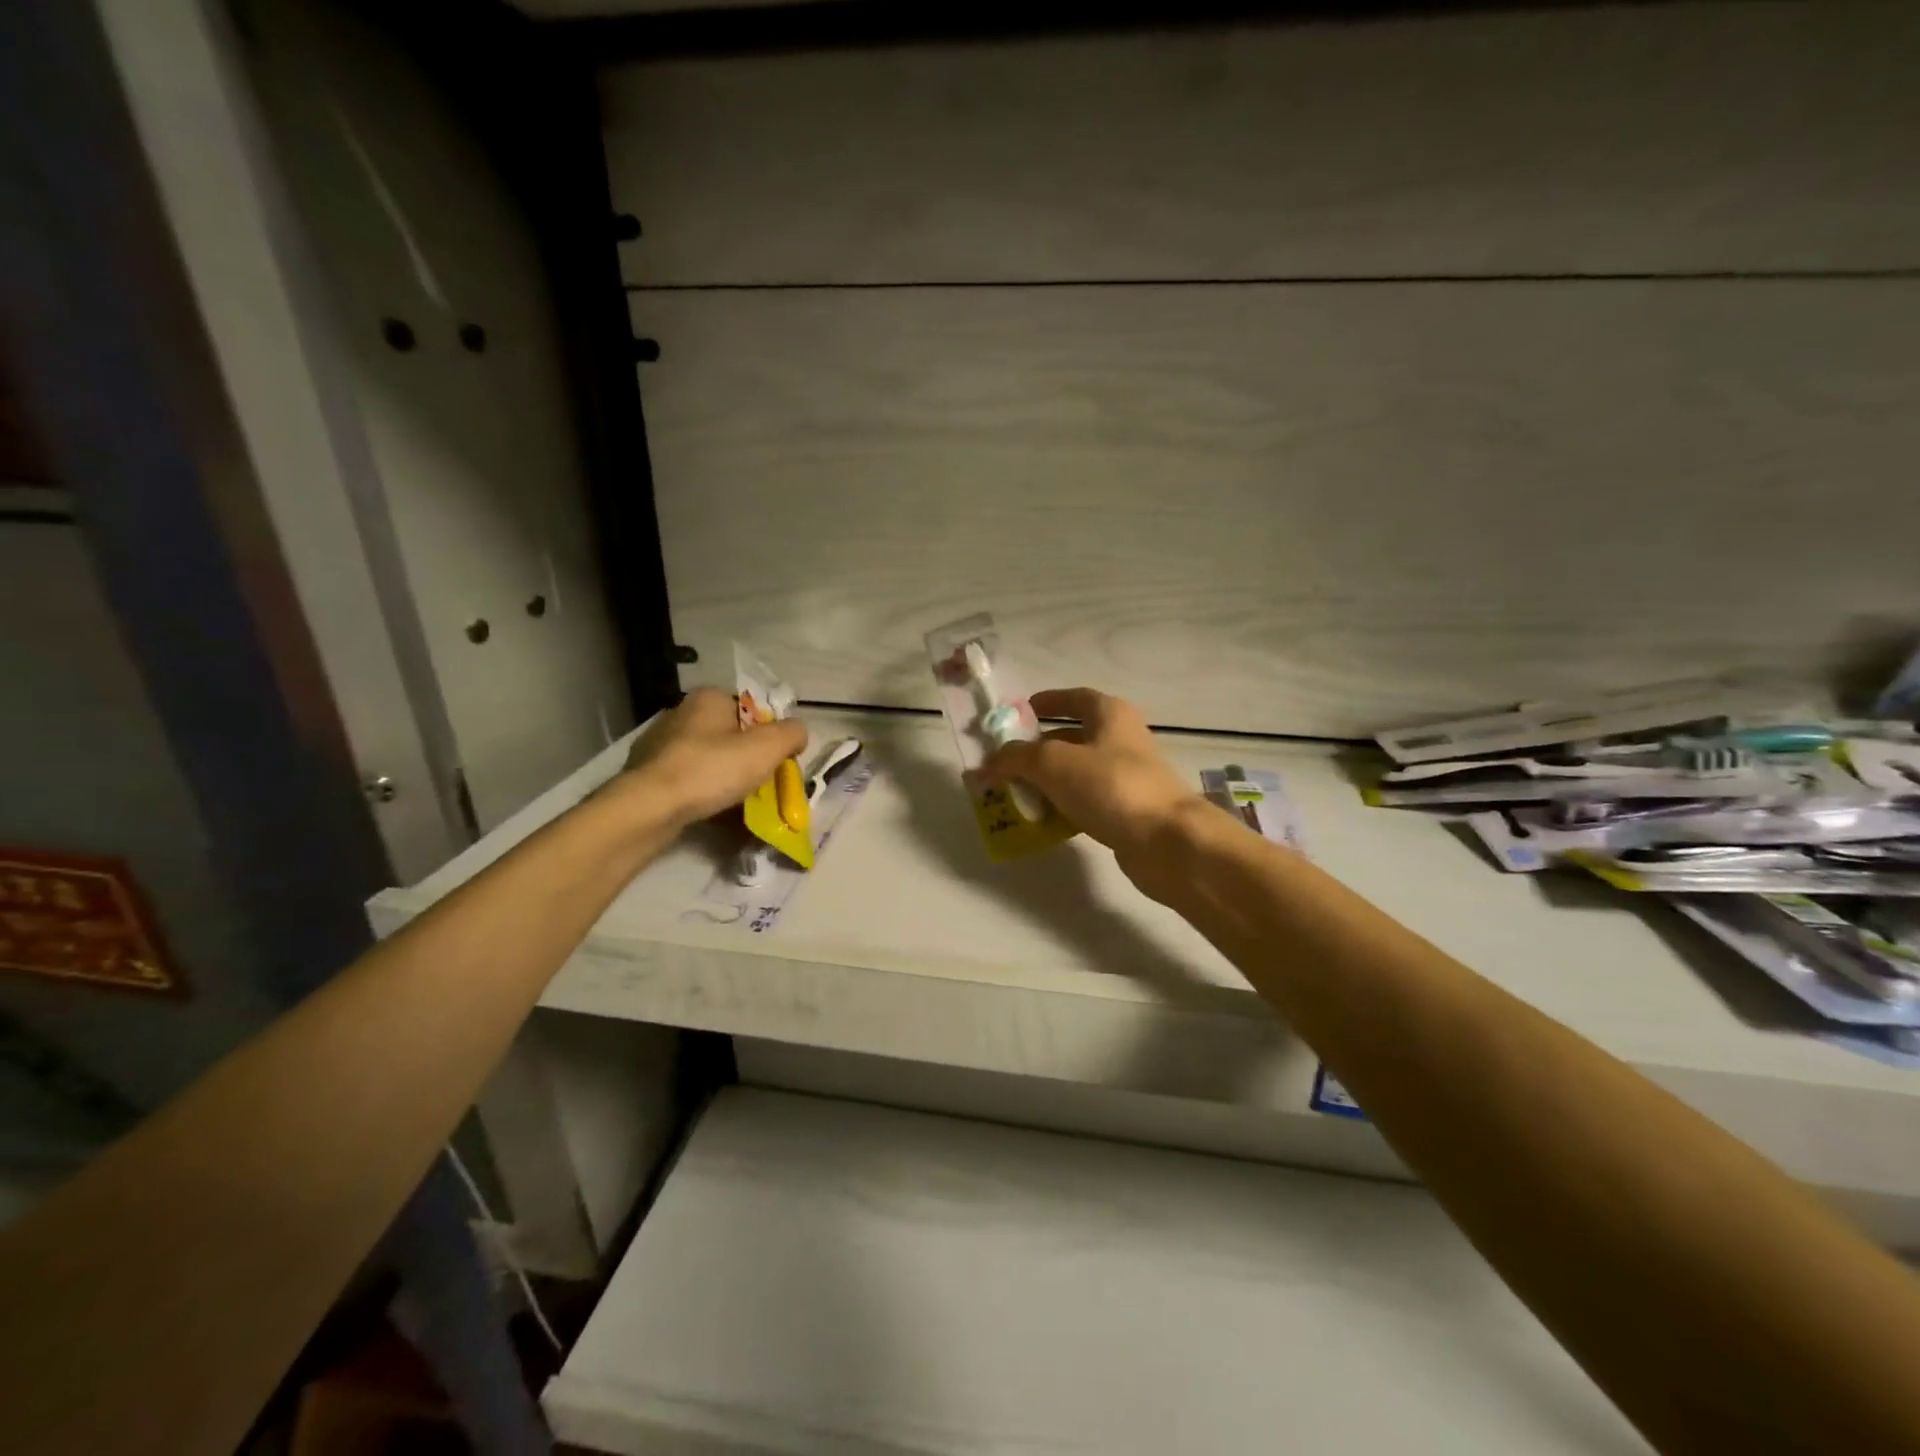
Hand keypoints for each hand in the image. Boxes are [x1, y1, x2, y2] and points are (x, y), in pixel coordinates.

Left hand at [618, 688, 807, 830]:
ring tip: (738, 803)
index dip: (769, 737)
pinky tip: (711, 811)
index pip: (752, 711)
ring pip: (708, 760)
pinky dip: (702, 793)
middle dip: (747, 760)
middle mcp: (681, 713)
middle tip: (761, 786)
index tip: (776, 763)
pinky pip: (687, 780)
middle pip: (730, 736)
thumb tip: (797, 733)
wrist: (650, 807)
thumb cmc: (712, 769)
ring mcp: (659, 744)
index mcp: (709, 698)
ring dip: (725, 778)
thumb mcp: (768, 747)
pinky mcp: (646, 773)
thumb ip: (792, 733)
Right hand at [983, 688, 1208, 893]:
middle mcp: (1121, 740)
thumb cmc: (1110, 786)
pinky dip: (1062, 808)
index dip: (1046, 702)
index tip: (1018, 713)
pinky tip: (1041, 822)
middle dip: (1036, 749)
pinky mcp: (1127, 811)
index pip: (1074, 697)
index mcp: (1110, 714)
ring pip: (1076, 773)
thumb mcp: (1052, 763)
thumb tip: (986, 764)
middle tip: (1004, 762)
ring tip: (1013, 795)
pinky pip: (1086, 802)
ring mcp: (1127, 777)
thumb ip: (1014, 758)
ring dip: (1046, 782)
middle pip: (1072, 737)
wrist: (1167, 841)